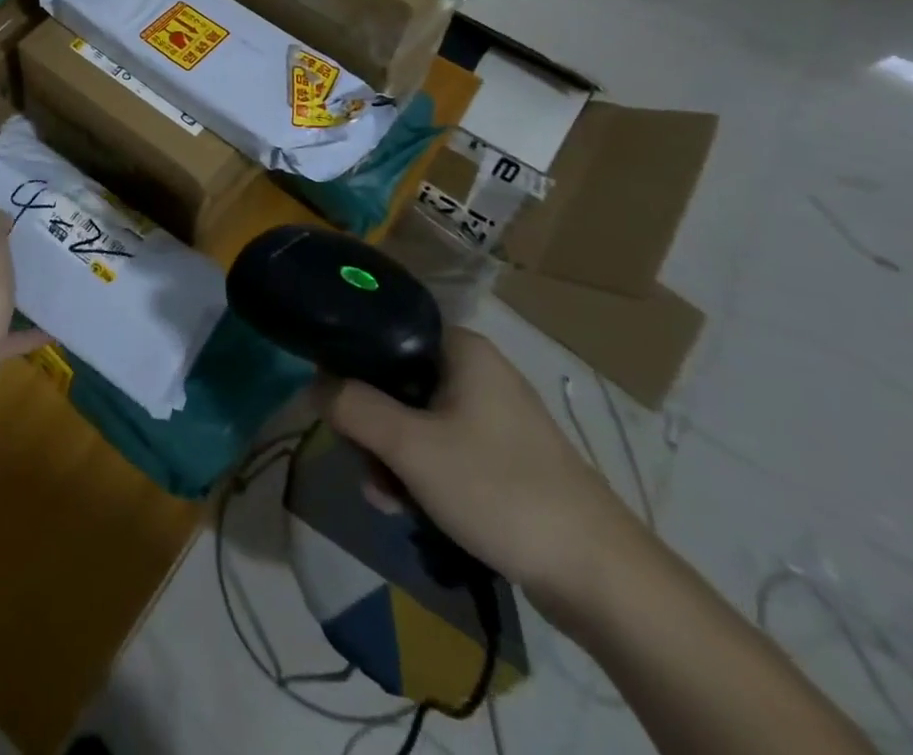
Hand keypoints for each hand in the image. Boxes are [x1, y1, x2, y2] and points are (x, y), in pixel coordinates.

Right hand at [325, 329, 644, 612]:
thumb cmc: (499, 489)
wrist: (600, 577)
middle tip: (367, 469)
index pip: (384, 334)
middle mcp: (477, 370)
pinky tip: (412, 510)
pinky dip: (422, 474)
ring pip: (416, 421)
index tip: (338, 410)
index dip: (351, 368)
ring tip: (389, 501)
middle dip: (373, 430)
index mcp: (461, 348)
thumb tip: (312, 385)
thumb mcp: (411, 447)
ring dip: (393, 459)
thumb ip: (353, 407)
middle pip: (396, 383)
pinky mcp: (504, 456)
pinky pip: (443, 449)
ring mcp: (493, 415)